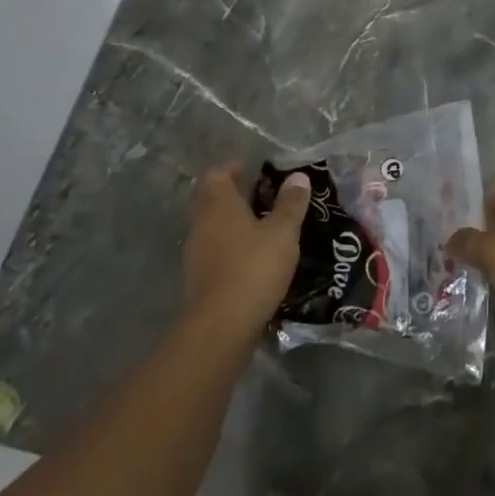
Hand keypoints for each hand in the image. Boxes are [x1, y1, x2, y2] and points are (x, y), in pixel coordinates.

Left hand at [183, 162, 308, 338]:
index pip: (216, 175)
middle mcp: (201, 224)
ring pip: (212, 226)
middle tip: (262, 196)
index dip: (232, 169)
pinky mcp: (199, 279)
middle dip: (234, 195)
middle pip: (211, 199)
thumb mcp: (282, 233)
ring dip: (232, 222)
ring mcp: (196, 253)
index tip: (253, 170)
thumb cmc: (254, 268)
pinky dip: (230, 247)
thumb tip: (298, 176)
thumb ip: (290, 204)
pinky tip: (252, 258)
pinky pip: (214, 251)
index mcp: (219, 206)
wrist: (221, 326)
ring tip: (262, 227)